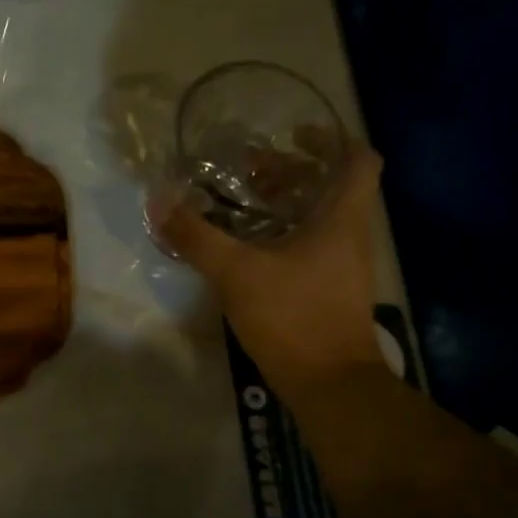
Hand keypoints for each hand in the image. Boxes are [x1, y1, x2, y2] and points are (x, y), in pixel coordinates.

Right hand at [150, 146, 386, 392]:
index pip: (359, 160)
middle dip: (293, 172)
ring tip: (242, 205)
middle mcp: (350, 236)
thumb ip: (196, 236)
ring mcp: (342, 266)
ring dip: (286, 205)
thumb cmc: (292, 316)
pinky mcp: (329, 291)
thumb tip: (158, 200)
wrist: (328, 383)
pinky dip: (283, 236)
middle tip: (250, 170)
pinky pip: (310, 246)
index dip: (332, 139)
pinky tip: (247, 248)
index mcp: (342, 219)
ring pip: (321, 218)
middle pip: (333, 186)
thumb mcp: (236, 272)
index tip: (293, 134)